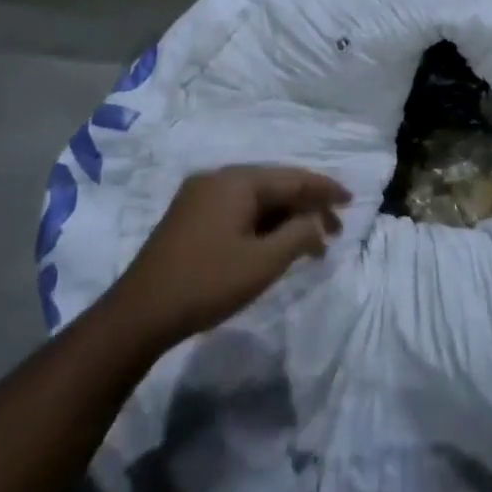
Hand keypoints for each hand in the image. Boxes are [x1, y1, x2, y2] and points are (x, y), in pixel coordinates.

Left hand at [109, 165, 348, 350]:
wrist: (139, 314)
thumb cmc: (207, 283)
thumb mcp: (263, 263)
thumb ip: (298, 235)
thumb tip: (317, 222)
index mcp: (237, 181)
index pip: (293, 178)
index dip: (325, 189)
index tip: (352, 200)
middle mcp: (218, 179)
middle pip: (274, 185)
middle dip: (307, 206)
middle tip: (334, 231)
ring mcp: (200, 197)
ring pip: (256, 199)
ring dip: (285, 217)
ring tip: (310, 243)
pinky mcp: (190, 218)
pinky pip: (238, 210)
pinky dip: (263, 223)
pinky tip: (275, 244)